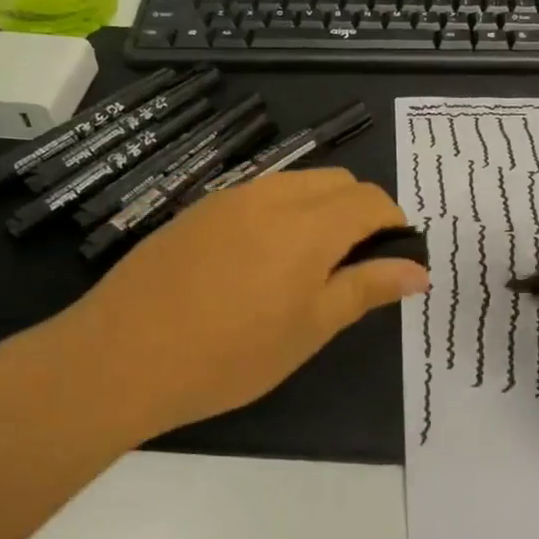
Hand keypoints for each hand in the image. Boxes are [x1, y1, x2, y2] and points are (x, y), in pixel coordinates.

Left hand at [32, 170, 428, 446]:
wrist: (120, 357)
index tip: (395, 259)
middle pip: (338, 181)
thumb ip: (367, 288)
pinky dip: (282, 214)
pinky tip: (259, 263)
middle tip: (353, 267)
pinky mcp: (198, 210)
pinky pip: (258, 195)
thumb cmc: (230, 354)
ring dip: (320, 210)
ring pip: (297, 184)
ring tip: (307, 267)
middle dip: (359, 212)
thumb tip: (419, 269)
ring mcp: (230, 198)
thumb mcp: (311, 328)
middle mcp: (273, 196)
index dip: (394, 223)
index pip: (372, 200)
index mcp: (310, 225)